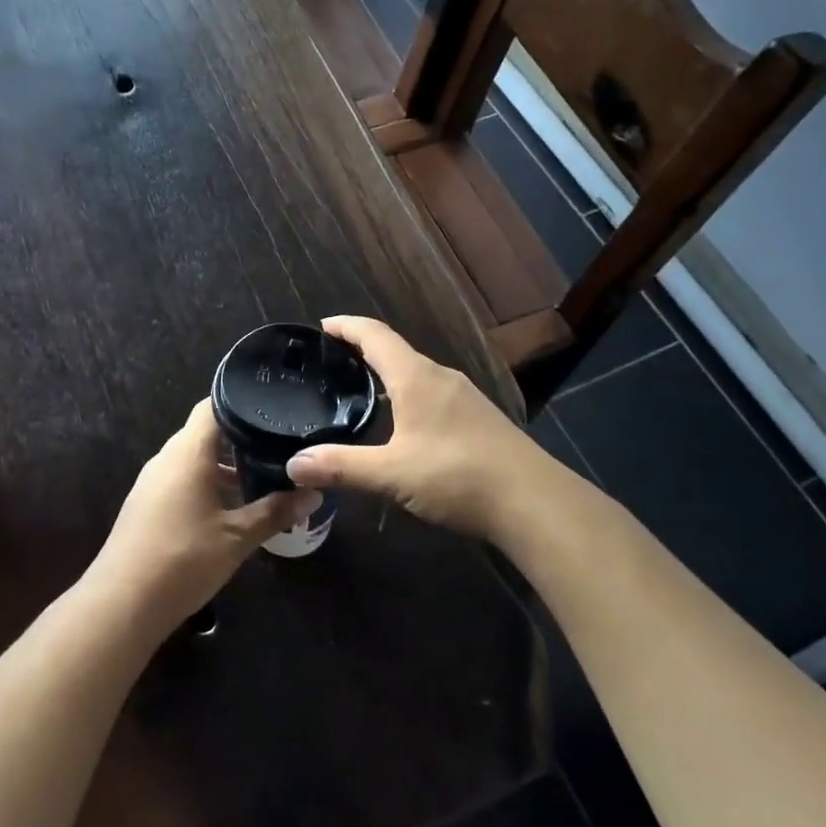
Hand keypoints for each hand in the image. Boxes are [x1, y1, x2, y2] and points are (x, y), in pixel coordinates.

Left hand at [87, 399, 320, 632]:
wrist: (121, 604)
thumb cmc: (183, 560)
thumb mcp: (237, 537)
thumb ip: (275, 512)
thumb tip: (313, 494)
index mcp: (187, 453)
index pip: (212, 406)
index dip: (242, 402)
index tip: (274, 408)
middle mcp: (166, 459)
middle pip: (204, 433)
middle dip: (240, 438)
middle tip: (278, 447)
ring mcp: (152, 482)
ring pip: (193, 459)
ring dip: (223, 466)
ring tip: (261, 479)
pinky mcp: (146, 505)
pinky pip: (181, 480)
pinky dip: (206, 483)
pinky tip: (229, 507)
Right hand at [285, 316, 557, 539]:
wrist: (532, 501)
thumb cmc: (456, 476)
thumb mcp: (391, 474)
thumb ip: (341, 466)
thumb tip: (293, 464)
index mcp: (416, 377)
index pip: (375, 335)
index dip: (346, 326)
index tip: (321, 326)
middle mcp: (440, 377)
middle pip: (395, 350)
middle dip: (362, 350)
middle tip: (331, 364)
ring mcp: (464, 397)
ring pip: (416, 373)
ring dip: (387, 374)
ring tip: (359, 391)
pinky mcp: (478, 418)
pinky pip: (432, 393)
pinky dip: (407, 394)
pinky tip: (403, 423)